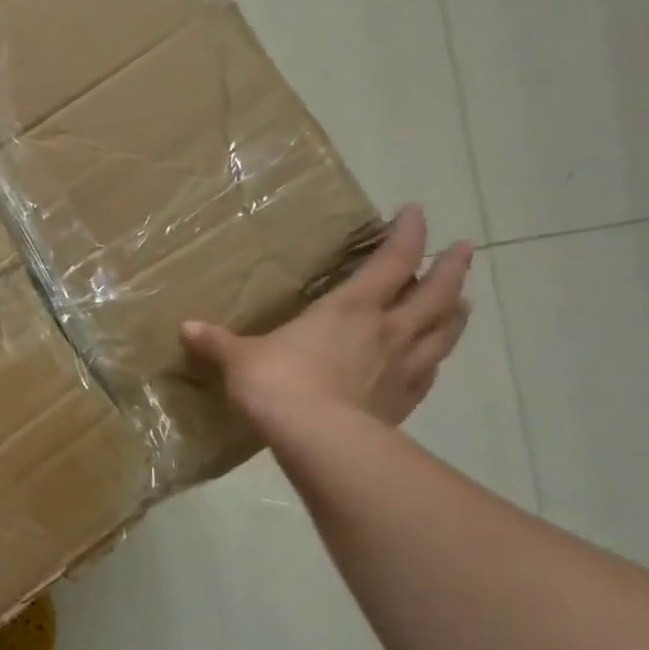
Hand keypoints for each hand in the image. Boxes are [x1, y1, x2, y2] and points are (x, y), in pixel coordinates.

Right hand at [183, 205, 473, 434]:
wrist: (315, 437)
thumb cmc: (277, 383)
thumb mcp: (239, 359)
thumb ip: (218, 342)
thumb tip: (186, 328)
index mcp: (350, 308)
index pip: (393, 260)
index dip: (408, 233)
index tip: (415, 211)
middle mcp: (387, 329)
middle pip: (436, 291)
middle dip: (451, 266)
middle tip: (462, 249)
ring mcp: (403, 366)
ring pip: (445, 329)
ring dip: (455, 310)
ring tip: (462, 300)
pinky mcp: (404, 400)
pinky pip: (430, 371)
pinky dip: (436, 358)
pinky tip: (434, 359)